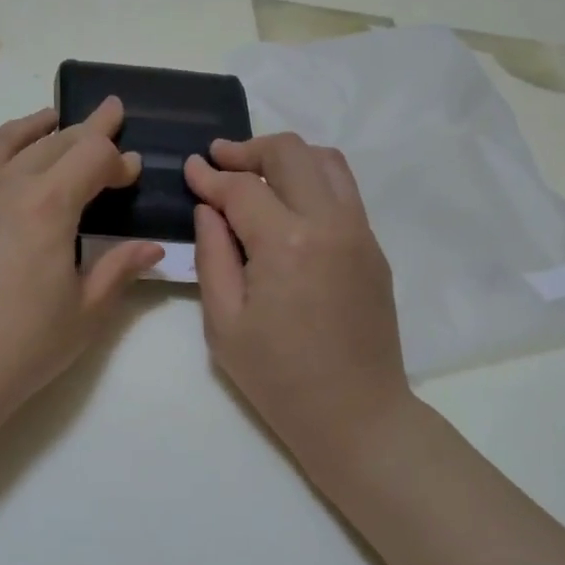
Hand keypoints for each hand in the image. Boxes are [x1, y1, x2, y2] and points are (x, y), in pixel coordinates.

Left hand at [0, 90, 162, 432]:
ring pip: (0, 143)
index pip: (94, 159)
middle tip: (106, 121)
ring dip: (30, 126)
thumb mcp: (84, 313)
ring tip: (49, 118)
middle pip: (53, 145)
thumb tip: (152, 247)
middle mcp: (5, 186)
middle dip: (86, 133)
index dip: (118, 160)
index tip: (132, 173)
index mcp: (49, 207)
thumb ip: (119, 269)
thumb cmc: (21, 349)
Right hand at [185, 134, 410, 472]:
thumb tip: (209, 209)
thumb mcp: (224, 323)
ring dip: (286, 158)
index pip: (242, 188)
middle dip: (249, 149)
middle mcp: (329, 223)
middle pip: (290, 153)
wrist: (356, 415)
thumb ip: (212, 255)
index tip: (190, 167)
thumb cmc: (278, 378)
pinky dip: (312, 180)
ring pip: (326, 161)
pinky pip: (343, 191)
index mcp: (286, 243)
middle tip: (219, 160)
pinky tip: (287, 204)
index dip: (210, 175)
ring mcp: (360, 232)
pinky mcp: (374, 248)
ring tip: (255, 174)